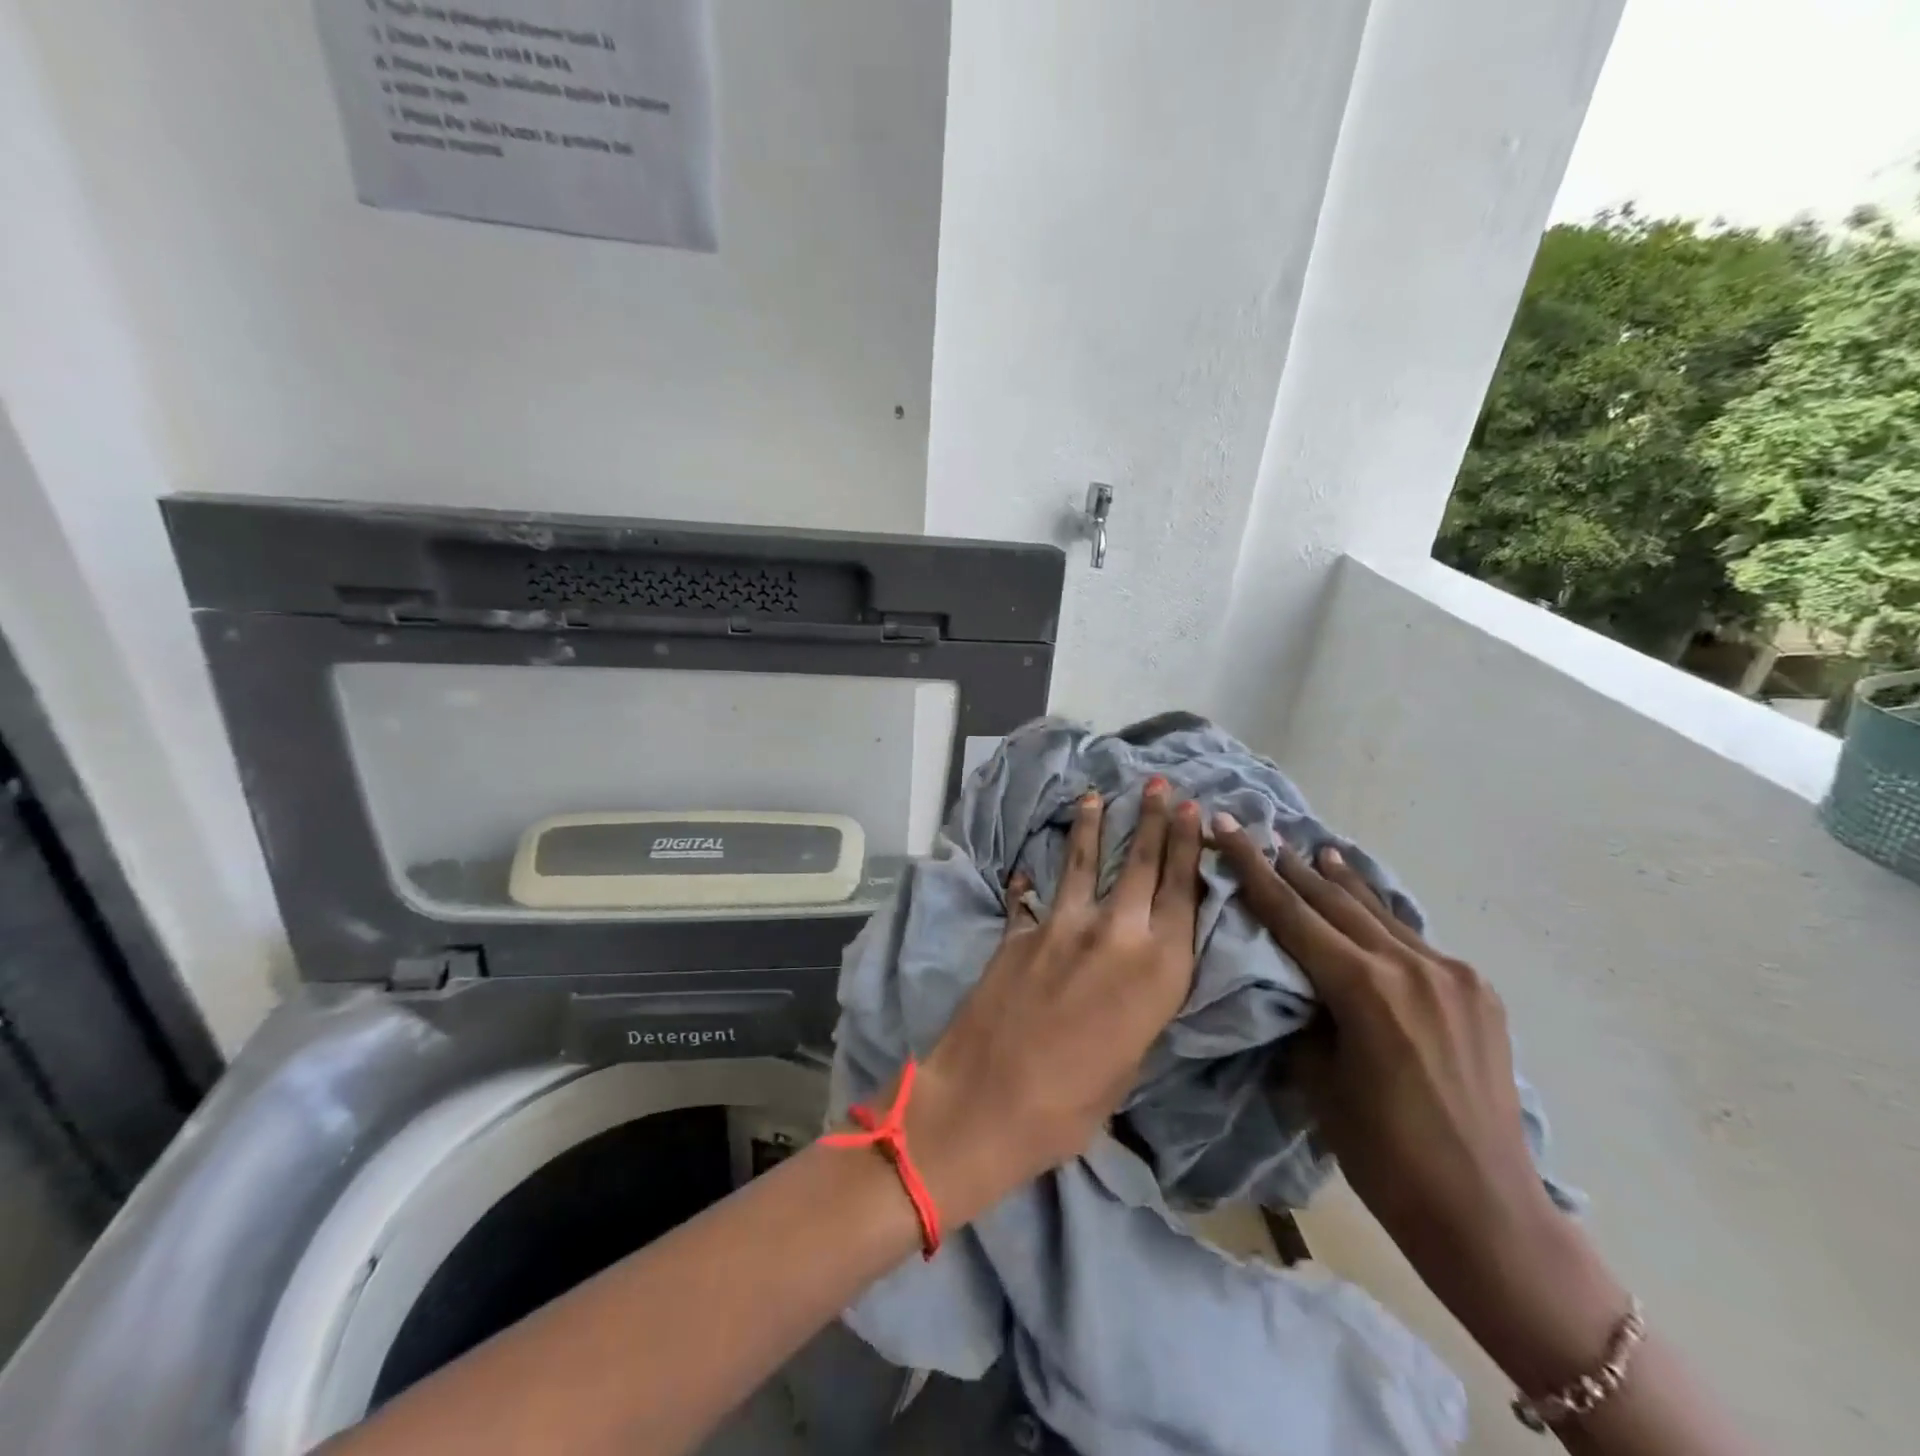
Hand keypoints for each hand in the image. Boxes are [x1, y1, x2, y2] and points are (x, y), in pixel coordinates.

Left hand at [905, 780, 1202, 1225]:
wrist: (989, 1100)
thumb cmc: (1074, 1104)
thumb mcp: (1132, 1058)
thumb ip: (1141, 1004)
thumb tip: (1136, 977)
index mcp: (1160, 970)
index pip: (1183, 892)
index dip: (1189, 847)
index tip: (1194, 811)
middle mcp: (1118, 934)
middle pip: (1141, 863)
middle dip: (1153, 820)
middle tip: (1159, 785)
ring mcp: (1063, 925)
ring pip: (1085, 862)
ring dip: (1093, 826)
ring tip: (1097, 795)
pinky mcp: (1021, 930)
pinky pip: (1032, 894)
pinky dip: (1030, 879)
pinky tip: (1026, 867)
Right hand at [1212, 819, 1629, 1396]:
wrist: (1488, 1214)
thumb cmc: (1384, 1156)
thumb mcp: (1319, 1080)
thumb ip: (1305, 1016)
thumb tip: (1300, 985)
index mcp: (1364, 988)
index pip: (1291, 913)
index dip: (1251, 867)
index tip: (1226, 826)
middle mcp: (1410, 966)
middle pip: (1334, 902)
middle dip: (1291, 867)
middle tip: (1260, 832)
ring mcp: (1451, 975)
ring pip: (1378, 914)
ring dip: (1341, 884)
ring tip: (1316, 851)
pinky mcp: (1476, 992)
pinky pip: (1412, 940)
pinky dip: (1379, 918)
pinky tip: (1369, 907)